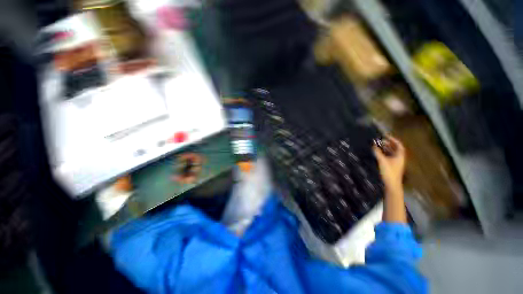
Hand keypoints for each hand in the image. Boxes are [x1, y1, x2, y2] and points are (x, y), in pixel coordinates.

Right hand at [373, 136, 405, 191]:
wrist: (391, 185)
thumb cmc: (388, 172)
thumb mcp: (382, 161)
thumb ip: (377, 152)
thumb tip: (373, 145)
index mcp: (399, 156)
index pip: (398, 145)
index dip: (393, 140)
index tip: (386, 136)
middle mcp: (399, 159)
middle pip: (395, 149)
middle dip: (388, 144)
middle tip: (380, 141)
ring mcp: (395, 163)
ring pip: (391, 153)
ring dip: (385, 149)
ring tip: (378, 146)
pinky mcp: (391, 167)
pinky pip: (388, 157)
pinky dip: (384, 154)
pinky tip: (378, 154)